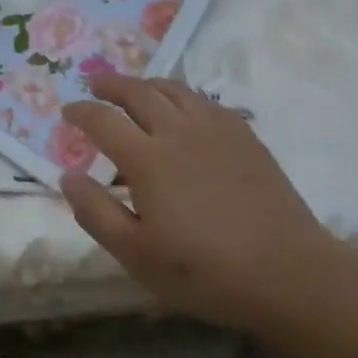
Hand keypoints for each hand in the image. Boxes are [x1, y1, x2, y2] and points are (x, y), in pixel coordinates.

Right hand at [60, 72, 344, 335]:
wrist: (289, 274)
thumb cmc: (205, 271)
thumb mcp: (137, 255)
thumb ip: (96, 212)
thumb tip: (68, 176)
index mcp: (146, 158)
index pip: (102, 119)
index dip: (81, 111)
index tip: (68, 111)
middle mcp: (176, 131)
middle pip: (137, 91)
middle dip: (111, 84)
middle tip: (96, 83)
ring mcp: (214, 129)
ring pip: (173, 89)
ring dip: (146, 83)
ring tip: (136, 88)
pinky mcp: (244, 136)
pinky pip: (205, 100)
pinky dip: (183, 95)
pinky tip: (184, 107)